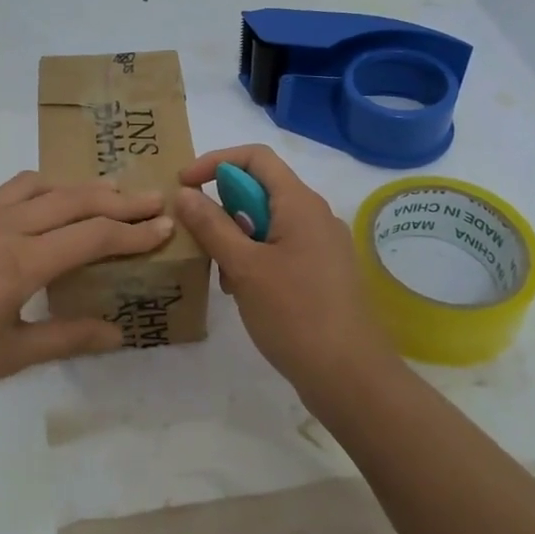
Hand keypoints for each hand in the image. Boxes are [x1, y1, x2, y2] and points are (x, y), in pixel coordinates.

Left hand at [0, 171, 174, 410]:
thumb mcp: (10, 355)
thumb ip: (66, 337)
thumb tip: (118, 333)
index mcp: (21, 264)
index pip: (92, 236)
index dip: (133, 232)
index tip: (166, 226)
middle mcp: (5, 228)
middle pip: (75, 201)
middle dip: (120, 200)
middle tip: (155, 200)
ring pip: (45, 186)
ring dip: (83, 187)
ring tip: (112, 194)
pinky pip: (14, 189)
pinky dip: (46, 187)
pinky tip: (53, 201)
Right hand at [176, 144, 395, 394]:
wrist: (350, 376)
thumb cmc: (295, 314)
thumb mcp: (244, 267)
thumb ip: (212, 226)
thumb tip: (185, 192)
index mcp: (300, 203)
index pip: (256, 157)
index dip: (215, 161)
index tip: (184, 185)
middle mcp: (315, 216)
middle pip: (261, 190)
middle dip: (223, 206)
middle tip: (196, 236)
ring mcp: (322, 246)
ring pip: (269, 222)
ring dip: (236, 236)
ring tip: (220, 273)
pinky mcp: (323, 273)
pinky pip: (281, 248)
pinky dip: (255, 258)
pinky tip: (242, 291)